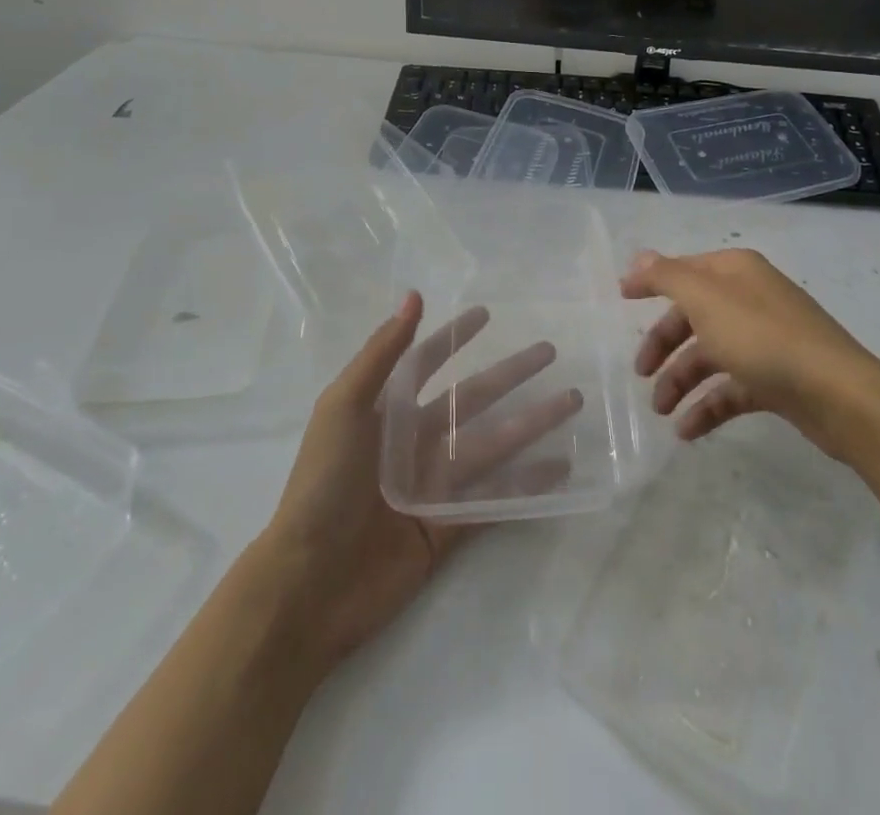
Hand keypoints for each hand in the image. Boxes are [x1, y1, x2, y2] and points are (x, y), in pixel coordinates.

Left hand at [261, 292, 578, 674]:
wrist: (309, 583)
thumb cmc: (323, 485)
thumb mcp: (343, 407)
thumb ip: (382, 353)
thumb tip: (414, 296)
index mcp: (387, 412)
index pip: (428, 363)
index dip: (454, 338)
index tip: (486, 315)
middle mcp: (414, 442)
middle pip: (472, 399)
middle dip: (510, 374)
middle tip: (549, 352)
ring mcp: (434, 485)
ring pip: (493, 444)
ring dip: (532, 423)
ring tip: (570, 402)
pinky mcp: (449, 526)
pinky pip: (496, 498)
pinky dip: (528, 483)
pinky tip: (561, 467)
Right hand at [622, 247, 879, 458]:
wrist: (838, 395)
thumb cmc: (763, 338)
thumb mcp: (706, 300)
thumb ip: (668, 277)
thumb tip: (639, 258)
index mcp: (735, 272)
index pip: (684, 271)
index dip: (651, 283)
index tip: (621, 299)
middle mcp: (750, 298)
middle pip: (694, 316)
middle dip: (664, 344)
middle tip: (640, 373)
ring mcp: (765, 339)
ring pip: (711, 355)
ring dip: (681, 381)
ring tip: (661, 412)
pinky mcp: (777, 378)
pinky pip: (732, 388)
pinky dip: (708, 406)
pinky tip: (688, 431)